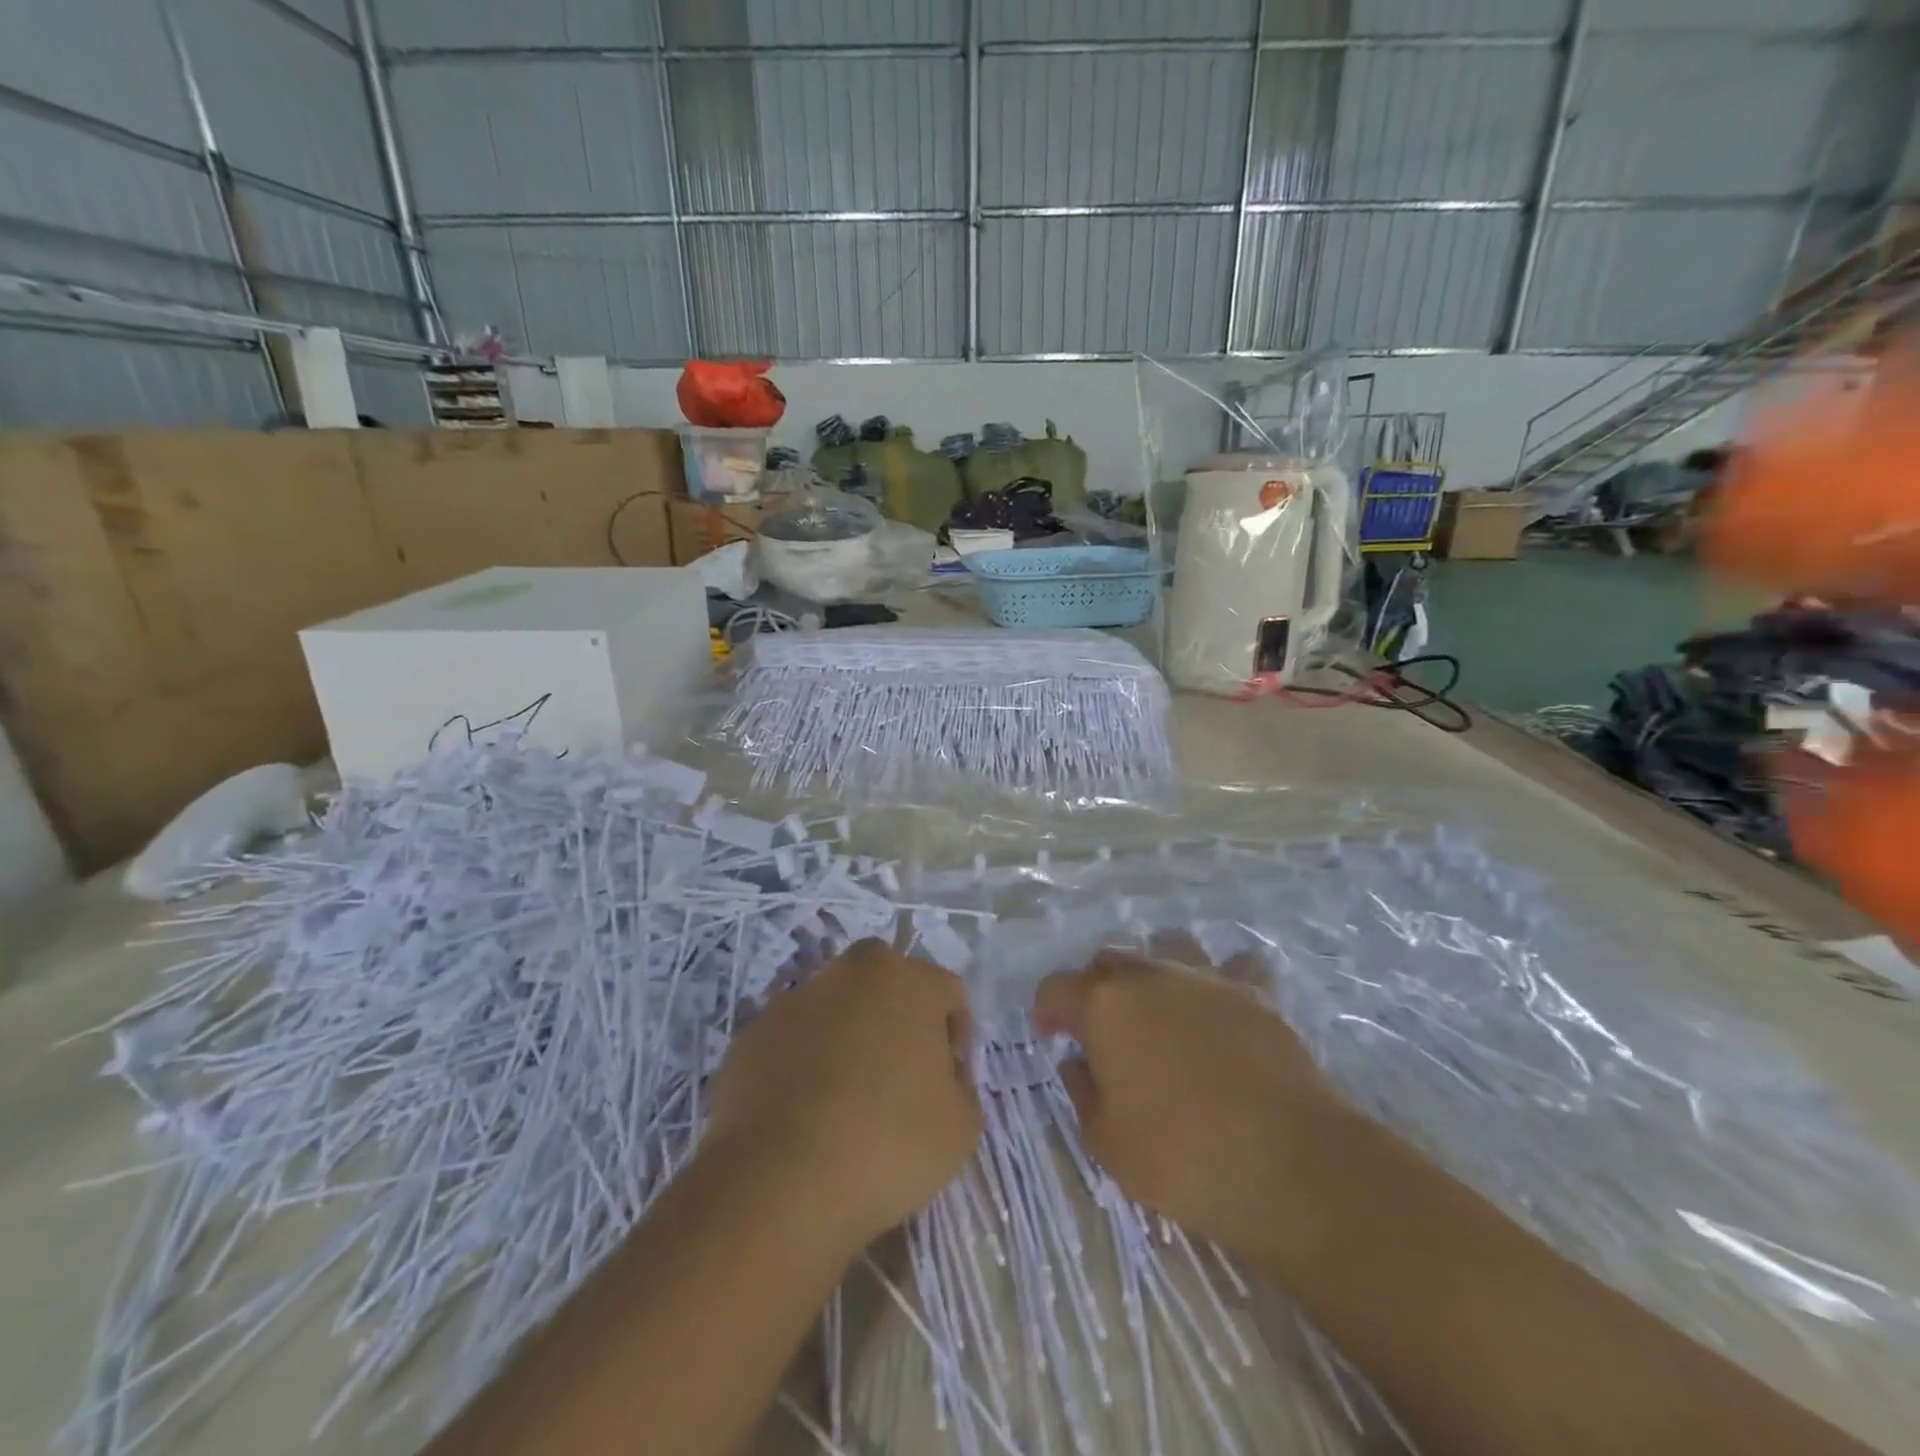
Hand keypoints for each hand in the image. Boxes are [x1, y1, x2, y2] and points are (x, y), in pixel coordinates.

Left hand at [704, 939, 980, 1251]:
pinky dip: (803, 1061)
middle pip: (887, 984)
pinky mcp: (753, 1032)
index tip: (946, 1082)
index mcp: (909, 981)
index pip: (948, 993)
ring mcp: (796, 998)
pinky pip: (794, 1038)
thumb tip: (941, 1076)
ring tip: (843, 1100)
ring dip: (847, 1037)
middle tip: (898, 1078)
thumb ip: (961, 1086)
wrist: (777, 1181)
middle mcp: (851, 972)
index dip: (955, 1037)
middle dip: (898, 1019)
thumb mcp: (961, 1128)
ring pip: (837, 1007)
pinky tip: (802, 1112)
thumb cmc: (887, 1144)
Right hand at [1033, 941, 1340, 1259]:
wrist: (1288, 1163)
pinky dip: (1223, 978)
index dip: (1047, 1010)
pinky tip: (1225, 1005)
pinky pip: (1233, 967)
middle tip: (1104, 1032)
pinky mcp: (1255, 992)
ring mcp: (1205, 977)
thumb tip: (1079, 1061)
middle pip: (1108, 961)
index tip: (1051, 1037)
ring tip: (1162, 1007)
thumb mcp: (1106, 1141)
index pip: (1056, 988)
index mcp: (1103, 1005)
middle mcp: (1149, 976)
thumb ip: (1083, 1090)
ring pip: (1167, 947)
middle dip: (1097, 989)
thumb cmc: (1182, 1157)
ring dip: (1156, 969)